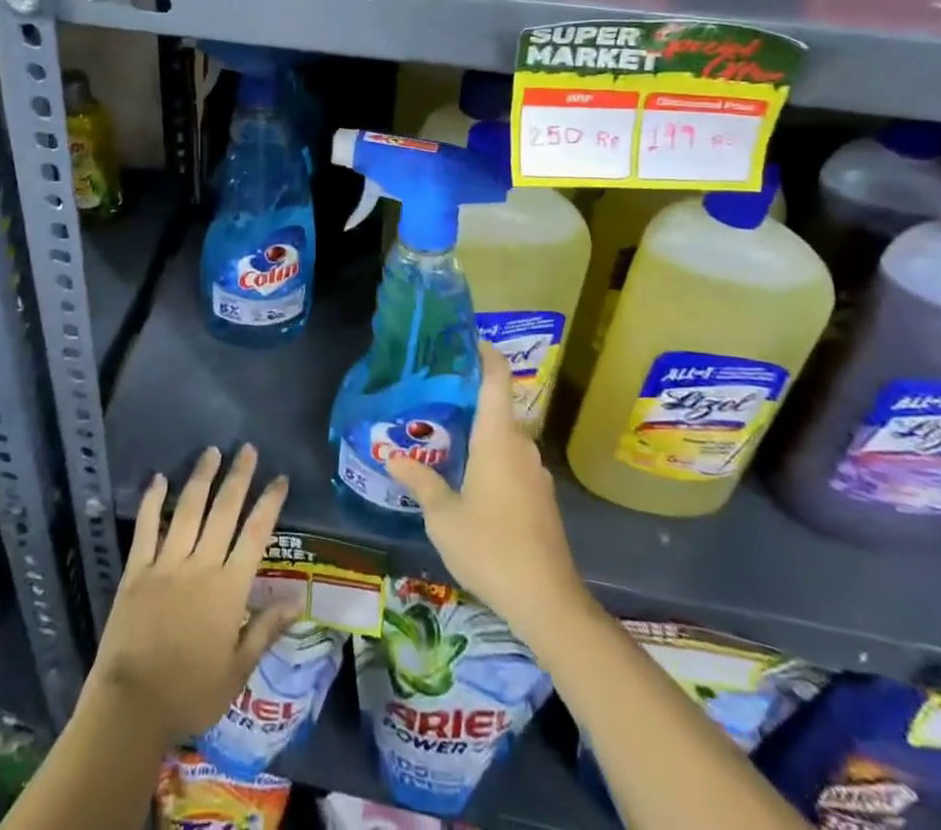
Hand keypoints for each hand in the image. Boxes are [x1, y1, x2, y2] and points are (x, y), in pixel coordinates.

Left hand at [89, 444, 302, 745]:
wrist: (132, 707)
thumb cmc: (191, 693)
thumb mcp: (237, 671)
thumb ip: (266, 630)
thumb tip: (297, 599)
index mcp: (229, 589)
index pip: (256, 535)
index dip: (269, 504)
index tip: (279, 478)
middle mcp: (201, 565)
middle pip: (224, 512)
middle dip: (238, 478)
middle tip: (248, 449)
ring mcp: (167, 564)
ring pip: (188, 510)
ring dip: (202, 478)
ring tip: (212, 451)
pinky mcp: (137, 570)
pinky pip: (146, 528)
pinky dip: (152, 501)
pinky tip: (159, 479)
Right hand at [385, 344, 590, 633]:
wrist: (547, 601)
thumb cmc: (490, 547)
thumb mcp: (443, 517)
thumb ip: (420, 481)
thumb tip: (392, 456)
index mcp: (498, 438)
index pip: (496, 378)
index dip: (485, 353)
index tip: (467, 339)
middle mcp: (521, 446)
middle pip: (497, 407)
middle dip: (469, 398)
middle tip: (433, 396)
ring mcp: (536, 473)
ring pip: (504, 438)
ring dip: (479, 432)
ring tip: (444, 437)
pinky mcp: (542, 498)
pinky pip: (513, 462)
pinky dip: (491, 458)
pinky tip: (469, 479)